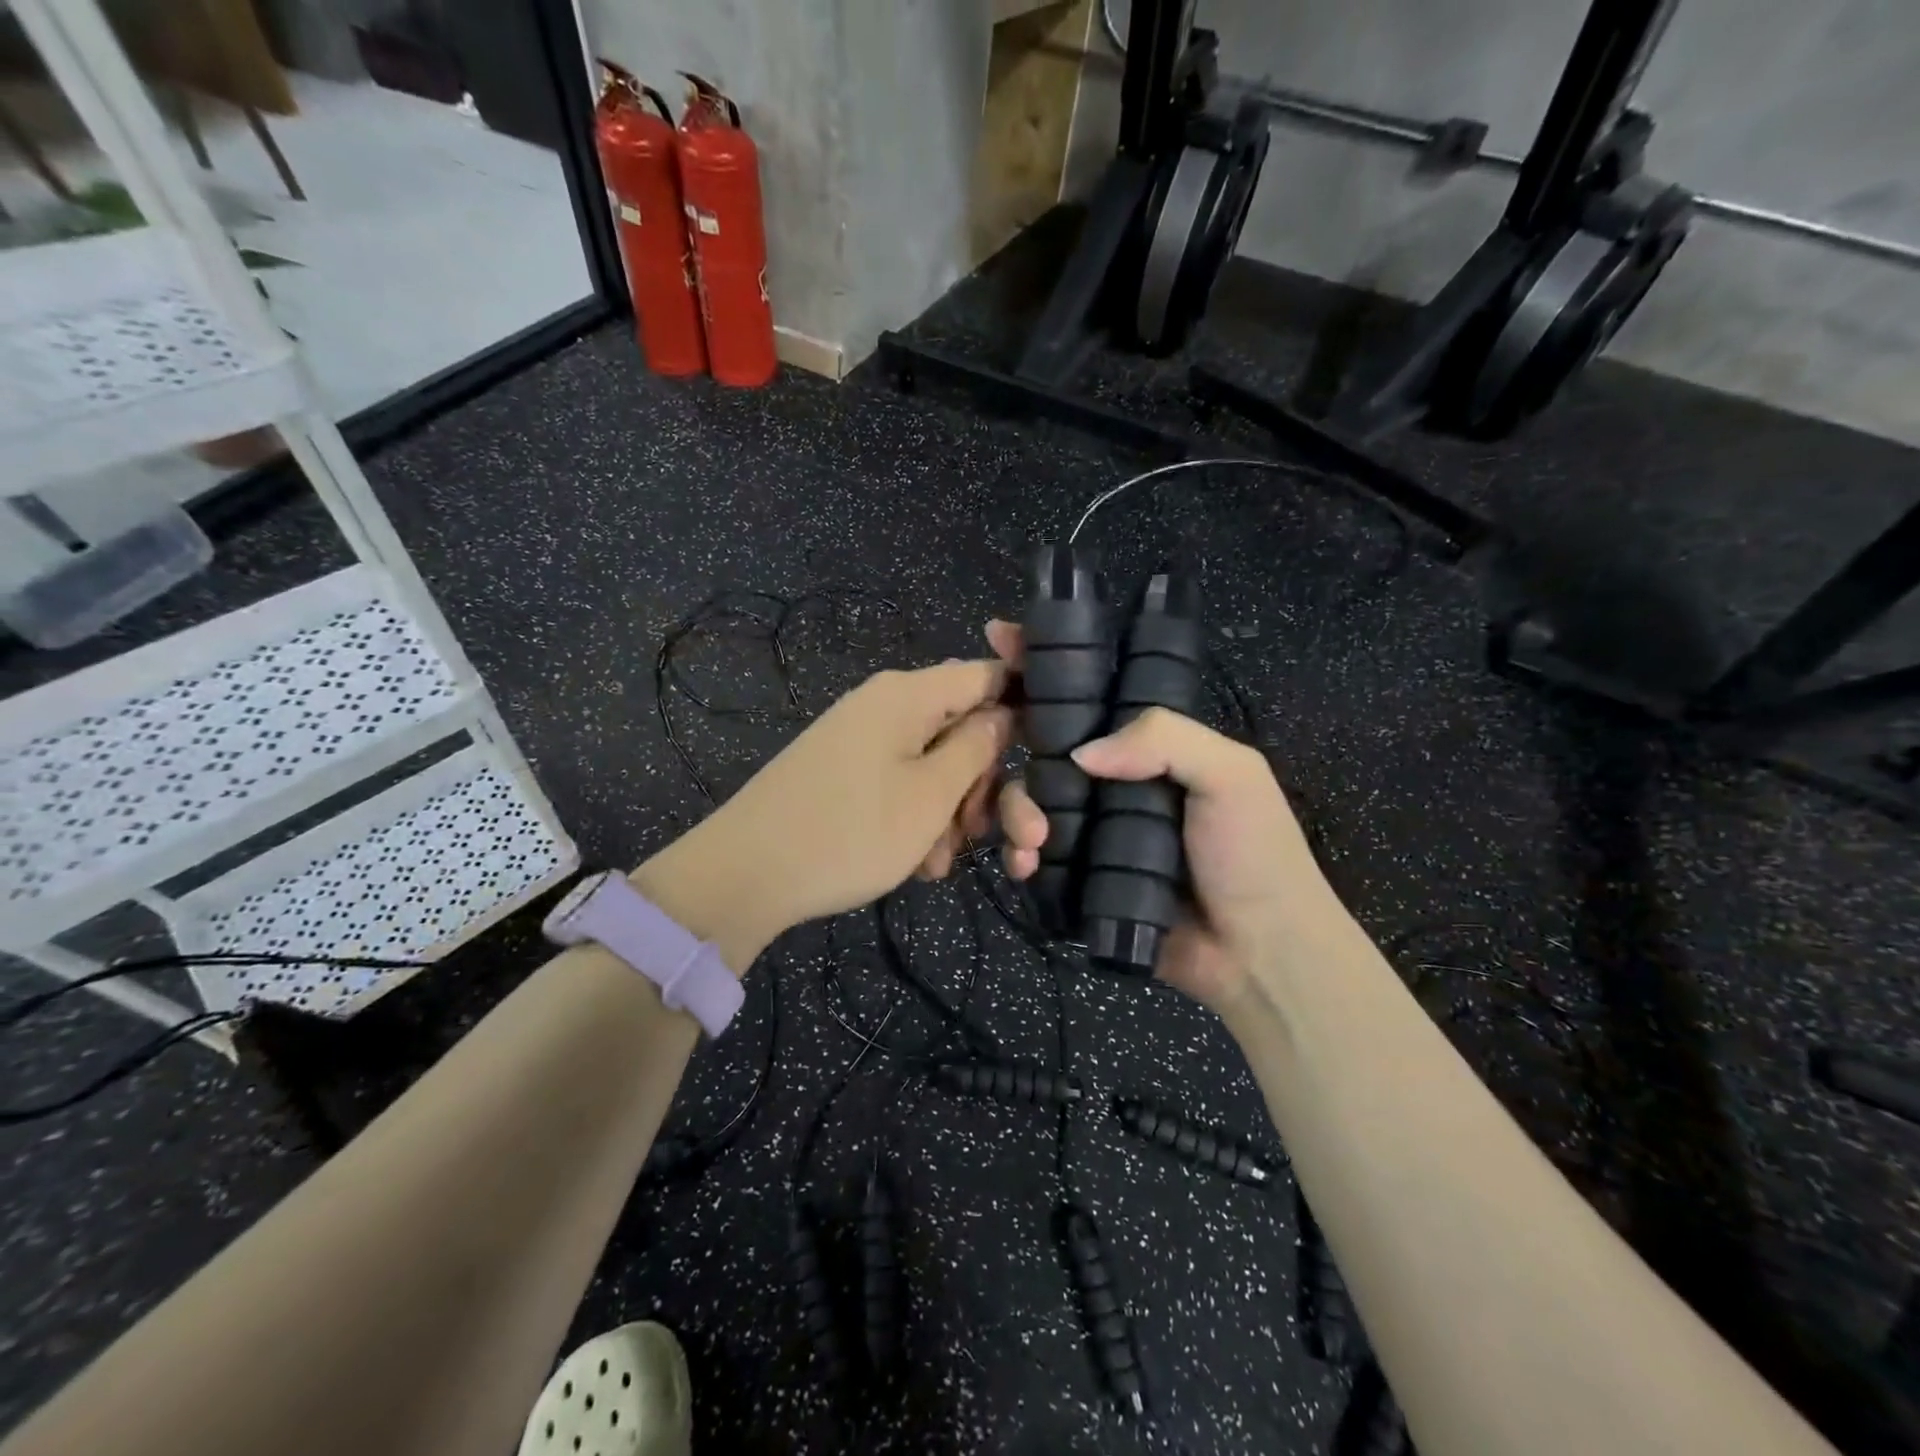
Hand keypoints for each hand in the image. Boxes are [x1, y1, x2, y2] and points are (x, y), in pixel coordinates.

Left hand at [639, 661, 1011, 965]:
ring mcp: (861, 739)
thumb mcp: (931, 795)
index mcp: (909, 695)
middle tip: (981, 835)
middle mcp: (886, 706)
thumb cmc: (851, 831)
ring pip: (934, 764)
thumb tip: (1004, 714)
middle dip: (982, 783)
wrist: (745, 875)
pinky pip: (900, 784)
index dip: (1022, 709)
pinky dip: (917, 819)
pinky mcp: (845, 772)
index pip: (987, 675)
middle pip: (963, 728)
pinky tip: (915, 864)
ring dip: (950, 812)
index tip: (1044, 759)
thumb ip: (977, 748)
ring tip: (937, 863)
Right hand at [986, 620, 1335, 1009]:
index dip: (1046, 665)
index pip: (1091, 692)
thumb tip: (1079, 753)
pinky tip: (1025, 865)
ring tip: (1034, 839)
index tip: (1000, 638)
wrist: (1258, 953)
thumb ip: (1163, 739)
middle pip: (1043, 743)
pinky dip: (1018, 853)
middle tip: (992, 743)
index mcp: (1150, 746)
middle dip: (1010, 736)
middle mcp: (1113, 779)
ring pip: (1028, 797)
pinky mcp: (1077, 876)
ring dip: (1015, 809)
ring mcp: (1092, 829)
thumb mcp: (1231, 775)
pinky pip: (1031, 852)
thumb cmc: (1253, 854)